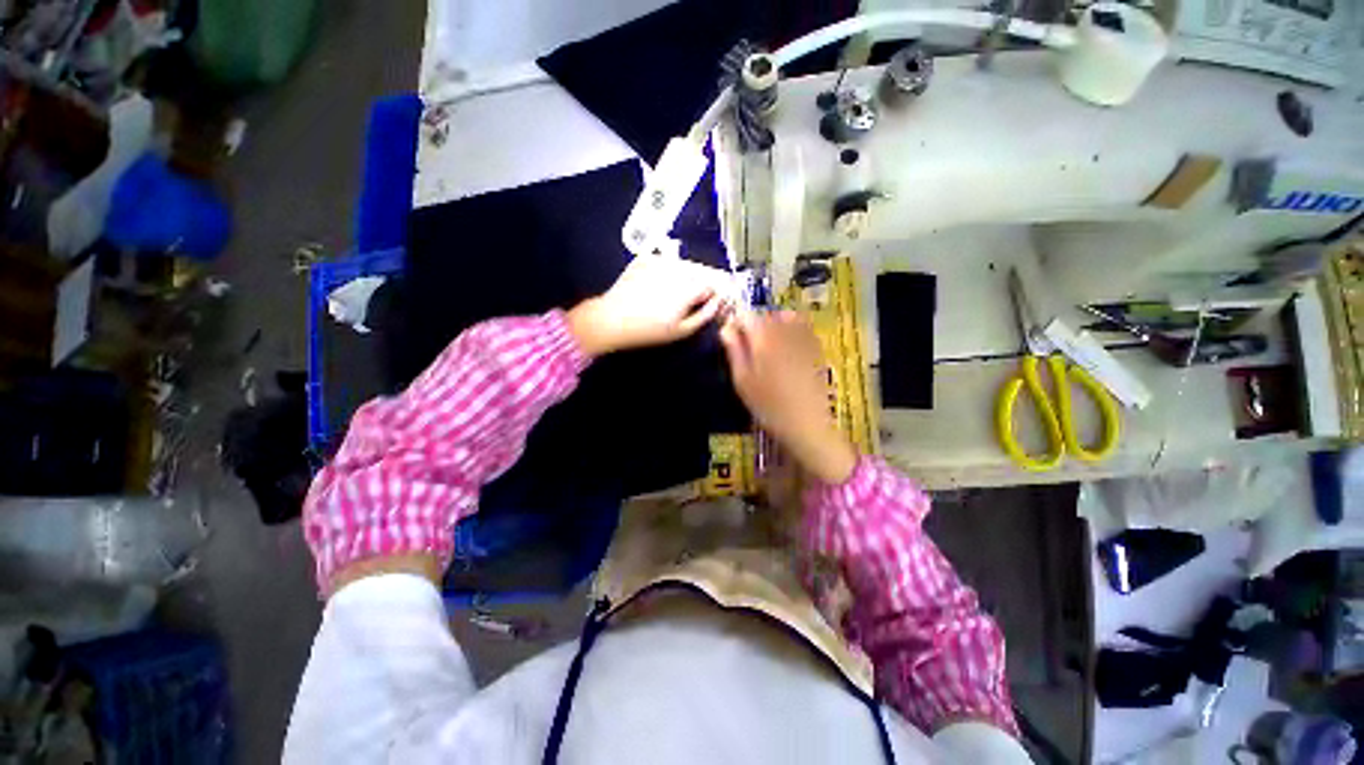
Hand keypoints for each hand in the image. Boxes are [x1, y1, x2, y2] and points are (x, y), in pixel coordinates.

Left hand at [568, 256, 731, 355]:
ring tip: (669, 294)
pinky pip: (665, 262)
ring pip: (682, 265)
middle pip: (699, 271)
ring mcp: (659, 260)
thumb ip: (705, 315)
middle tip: (688, 300)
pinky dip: (666, 271)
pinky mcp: (645, 258)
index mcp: (688, 287)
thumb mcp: (681, 330)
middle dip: (699, 283)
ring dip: (684, 276)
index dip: (713, 291)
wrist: (612, 319)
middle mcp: (677, 269)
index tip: (709, 300)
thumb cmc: (648, 330)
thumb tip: (717, 302)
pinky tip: (656, 286)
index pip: (713, 282)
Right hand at [719, 311, 857, 484]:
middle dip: (753, 323)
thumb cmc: (768, 405)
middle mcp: (784, 333)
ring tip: (766, 340)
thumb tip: (725, 330)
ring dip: (773, 323)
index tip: (729, 335)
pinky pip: (804, 328)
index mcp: (763, 339)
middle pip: (766, 315)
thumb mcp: (743, 381)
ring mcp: (803, 340)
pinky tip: (788, 344)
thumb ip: (734, 352)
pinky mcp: (816, 350)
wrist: (807, 424)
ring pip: (786, 318)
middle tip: (745, 342)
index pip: (746, 315)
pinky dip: (793, 328)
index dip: (735, 321)